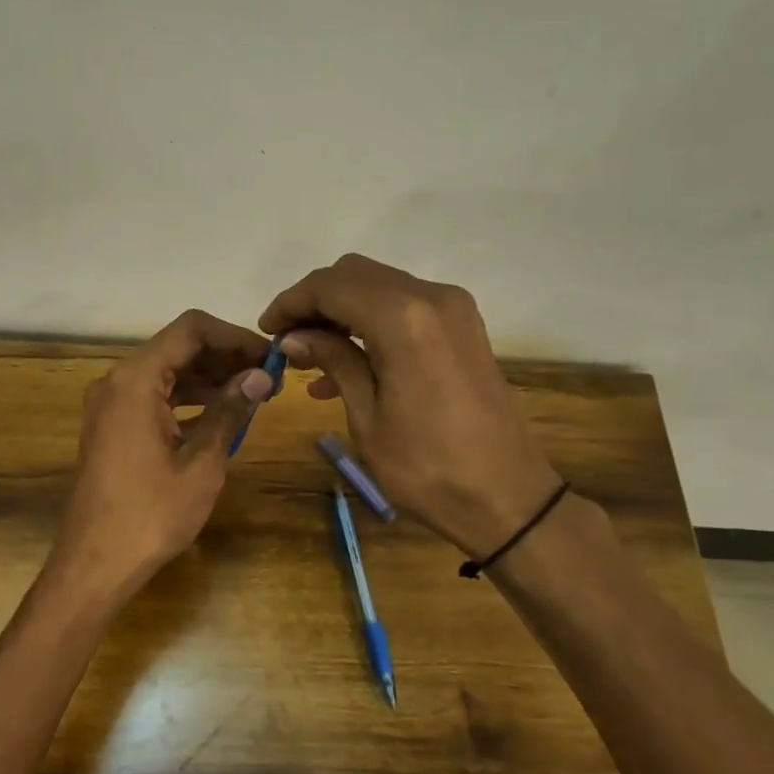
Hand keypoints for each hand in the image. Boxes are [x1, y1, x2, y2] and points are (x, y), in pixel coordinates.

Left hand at [50, 309, 273, 600]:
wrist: (95, 563)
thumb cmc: (151, 514)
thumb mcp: (202, 462)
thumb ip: (230, 411)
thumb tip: (260, 377)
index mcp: (136, 379)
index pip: (191, 330)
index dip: (235, 337)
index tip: (269, 358)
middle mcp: (118, 381)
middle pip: (178, 348)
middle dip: (224, 358)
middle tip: (268, 379)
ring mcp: (111, 404)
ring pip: (166, 373)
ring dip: (208, 379)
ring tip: (252, 396)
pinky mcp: (111, 426)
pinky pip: (154, 397)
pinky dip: (187, 400)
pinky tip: (220, 416)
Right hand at [260, 254, 562, 557]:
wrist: (506, 497)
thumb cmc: (427, 467)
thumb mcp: (367, 416)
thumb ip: (333, 361)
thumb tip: (294, 337)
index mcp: (403, 318)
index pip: (330, 286)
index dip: (291, 302)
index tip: (266, 329)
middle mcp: (431, 298)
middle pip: (355, 276)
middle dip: (315, 302)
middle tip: (287, 342)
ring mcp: (453, 310)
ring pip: (380, 288)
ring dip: (341, 313)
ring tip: (309, 359)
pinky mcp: (462, 328)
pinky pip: (404, 309)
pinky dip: (370, 324)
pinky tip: (344, 367)